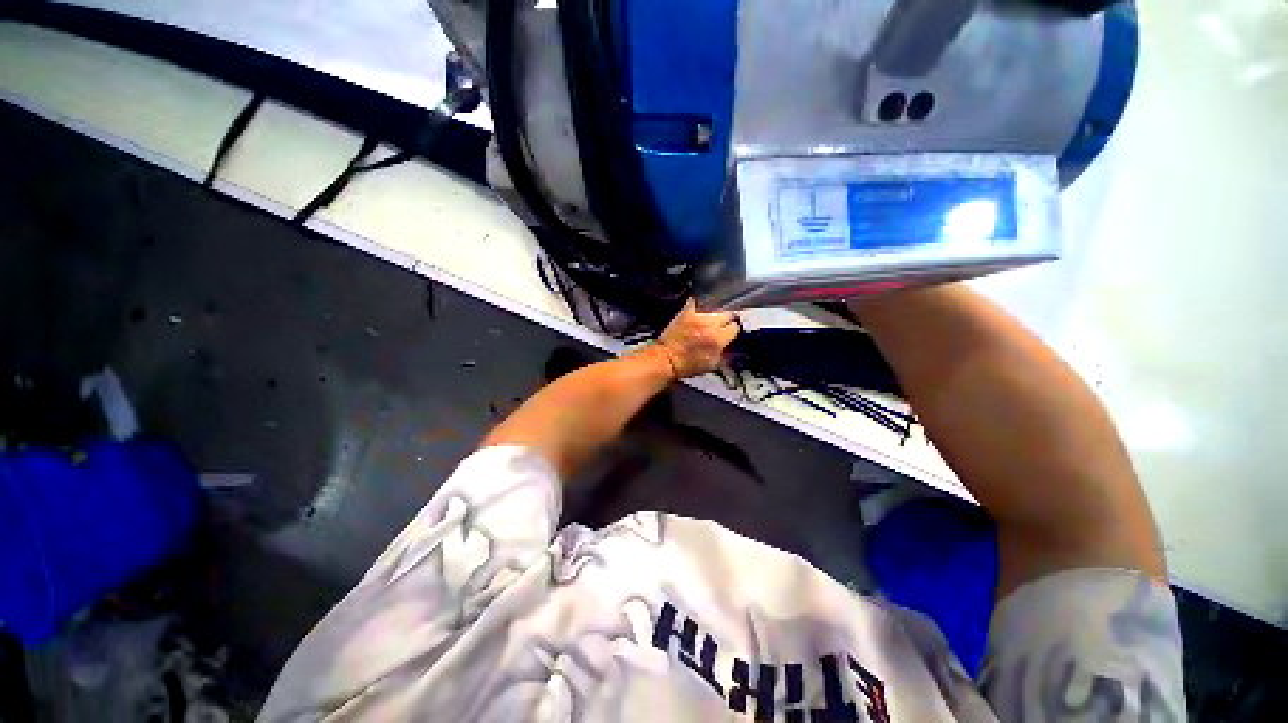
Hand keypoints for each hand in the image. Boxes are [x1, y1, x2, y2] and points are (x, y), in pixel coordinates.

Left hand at [651, 299, 739, 378]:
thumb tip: (730, 346)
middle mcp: (710, 324)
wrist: (667, 359)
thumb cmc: (689, 365)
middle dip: (725, 321)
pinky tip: (697, 312)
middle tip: (721, 328)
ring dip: (712, 317)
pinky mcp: (685, 312)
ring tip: (707, 323)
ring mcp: (697, 316)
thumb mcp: (713, 364)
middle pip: (727, 315)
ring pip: (712, 311)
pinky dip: (697, 307)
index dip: (732, 332)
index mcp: (719, 338)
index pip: (734, 327)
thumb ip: (725, 353)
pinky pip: (695, 303)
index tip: (729, 334)